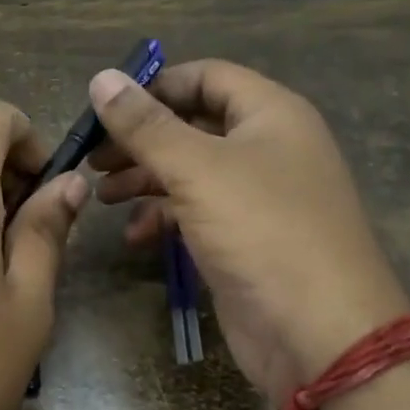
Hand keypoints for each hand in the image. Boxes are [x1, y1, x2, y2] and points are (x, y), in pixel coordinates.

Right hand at [89, 61, 409, 404]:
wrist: (318, 333)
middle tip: (92, 158)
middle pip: (192, 125)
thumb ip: (145, 125)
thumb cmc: (261, 231)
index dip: (155, 86)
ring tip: (101, 195)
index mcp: (270, 114)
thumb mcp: (197, 169)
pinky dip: (163, 219)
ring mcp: (256, 197)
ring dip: (144, 180)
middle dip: (140, 139)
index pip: (206, 77)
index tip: (105, 108)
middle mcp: (267, 148)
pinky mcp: (244, 240)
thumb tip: (101, 78)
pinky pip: (196, 214)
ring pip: (190, 172)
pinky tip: (134, 236)